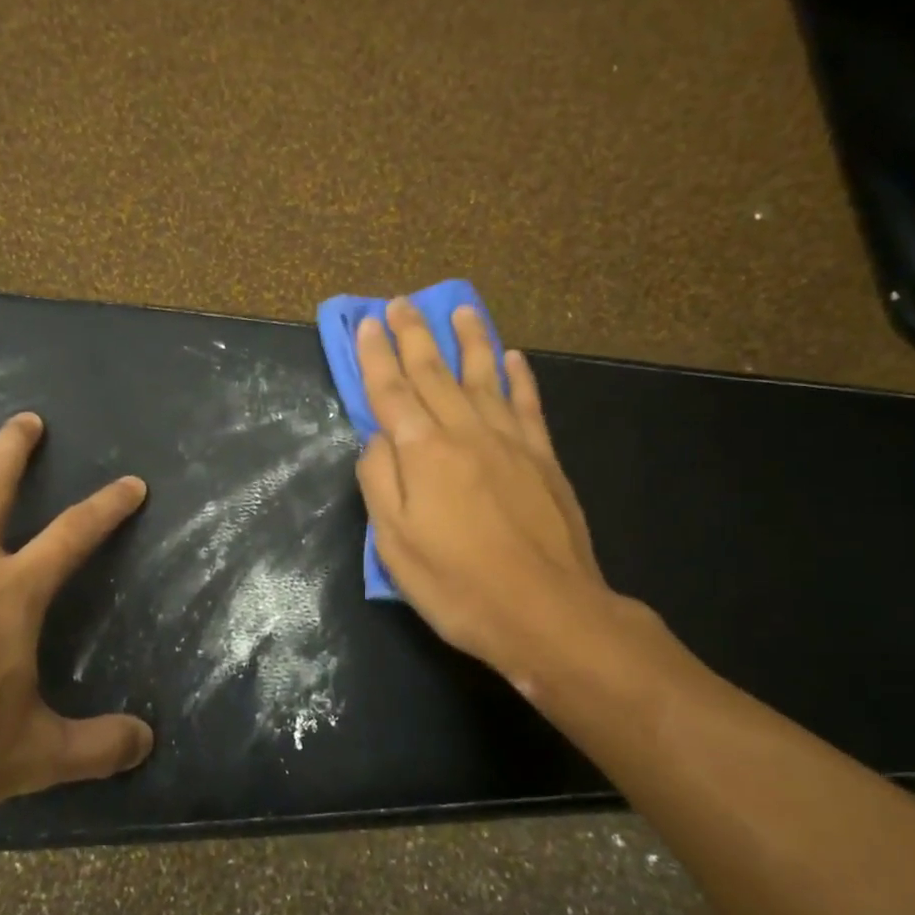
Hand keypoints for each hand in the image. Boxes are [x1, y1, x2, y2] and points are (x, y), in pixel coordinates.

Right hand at [355, 299, 656, 701]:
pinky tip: (512, 358)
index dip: (376, 357)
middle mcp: (466, 432)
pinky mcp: (544, 458)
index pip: (392, 392)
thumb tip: (376, 439)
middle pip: (434, 373)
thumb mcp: (395, 545)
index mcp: (424, 453)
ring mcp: (510, 442)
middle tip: (401, 302)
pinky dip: (518, 377)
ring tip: (460, 309)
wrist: (547, 612)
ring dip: (469, 340)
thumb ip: (380, 483)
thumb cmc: (458, 585)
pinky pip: (528, 405)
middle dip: (414, 335)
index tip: (367, 324)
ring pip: (484, 376)